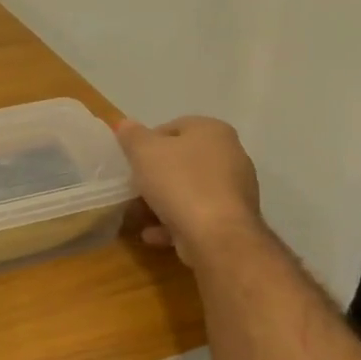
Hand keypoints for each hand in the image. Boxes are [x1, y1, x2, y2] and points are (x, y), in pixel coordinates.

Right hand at [114, 116, 262, 264]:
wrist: (217, 236)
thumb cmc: (180, 183)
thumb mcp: (144, 152)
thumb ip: (132, 136)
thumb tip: (125, 124)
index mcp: (213, 131)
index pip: (174, 127)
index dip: (148, 142)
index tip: (131, 160)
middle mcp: (231, 155)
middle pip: (183, 160)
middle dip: (155, 175)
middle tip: (133, 186)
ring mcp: (235, 190)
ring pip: (189, 190)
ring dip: (163, 202)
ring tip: (139, 214)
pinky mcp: (232, 220)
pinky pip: (197, 215)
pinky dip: (175, 222)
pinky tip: (153, 234)